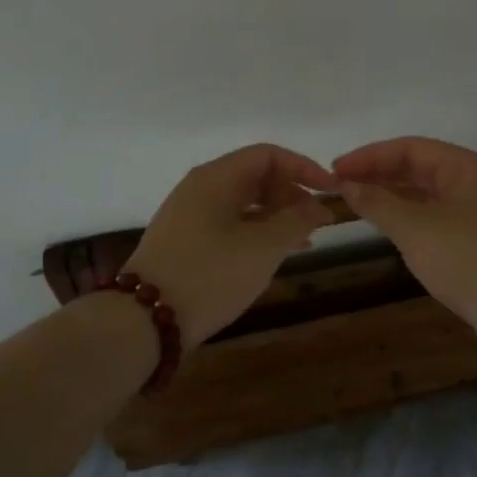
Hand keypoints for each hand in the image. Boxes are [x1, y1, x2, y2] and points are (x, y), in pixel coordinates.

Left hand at [124, 144, 338, 343]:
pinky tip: (273, 256)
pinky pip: (230, 224)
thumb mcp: (263, 247)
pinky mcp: (185, 242)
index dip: (304, 168)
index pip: (268, 155)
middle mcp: (200, 188)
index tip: (332, 191)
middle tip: (318, 222)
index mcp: (216, 178)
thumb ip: (296, 220)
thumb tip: (318, 205)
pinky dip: (257, 233)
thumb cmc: (210, 274)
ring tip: (305, 242)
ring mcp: (189, 215)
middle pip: (255, 177)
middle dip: (292, 194)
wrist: (144, 321)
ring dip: (277, 217)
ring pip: (244, 204)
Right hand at [332, 137, 476, 326]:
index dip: (370, 156)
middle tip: (340, 185)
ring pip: (427, 192)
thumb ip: (378, 203)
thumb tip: (347, 185)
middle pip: (420, 166)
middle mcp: (476, 181)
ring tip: (356, 201)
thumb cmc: (468, 262)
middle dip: (379, 173)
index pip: (410, 148)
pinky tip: (387, 224)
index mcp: (467, 167)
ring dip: (392, 194)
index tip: (335, 169)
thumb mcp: (415, 230)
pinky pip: (435, 213)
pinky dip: (408, 214)